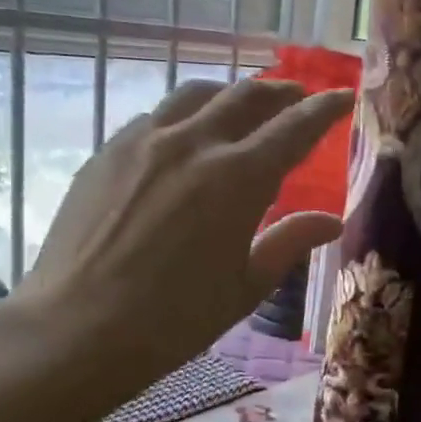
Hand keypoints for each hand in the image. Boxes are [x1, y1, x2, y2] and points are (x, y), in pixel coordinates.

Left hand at [14, 78, 352, 397]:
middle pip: (246, 97)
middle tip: (297, 96)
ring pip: (196, 95)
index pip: (294, 128)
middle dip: (280, 92)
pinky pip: (155, 117)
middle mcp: (194, 144)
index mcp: (239, 178)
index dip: (324, 109)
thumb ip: (290, 242)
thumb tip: (331, 221)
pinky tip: (182, 137)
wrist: (77, 329)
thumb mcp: (247, 285)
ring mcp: (144, 142)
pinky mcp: (107, 153)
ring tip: (240, 106)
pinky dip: (184, 116)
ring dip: (229, 94)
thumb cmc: (176, 318)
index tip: (344, 96)